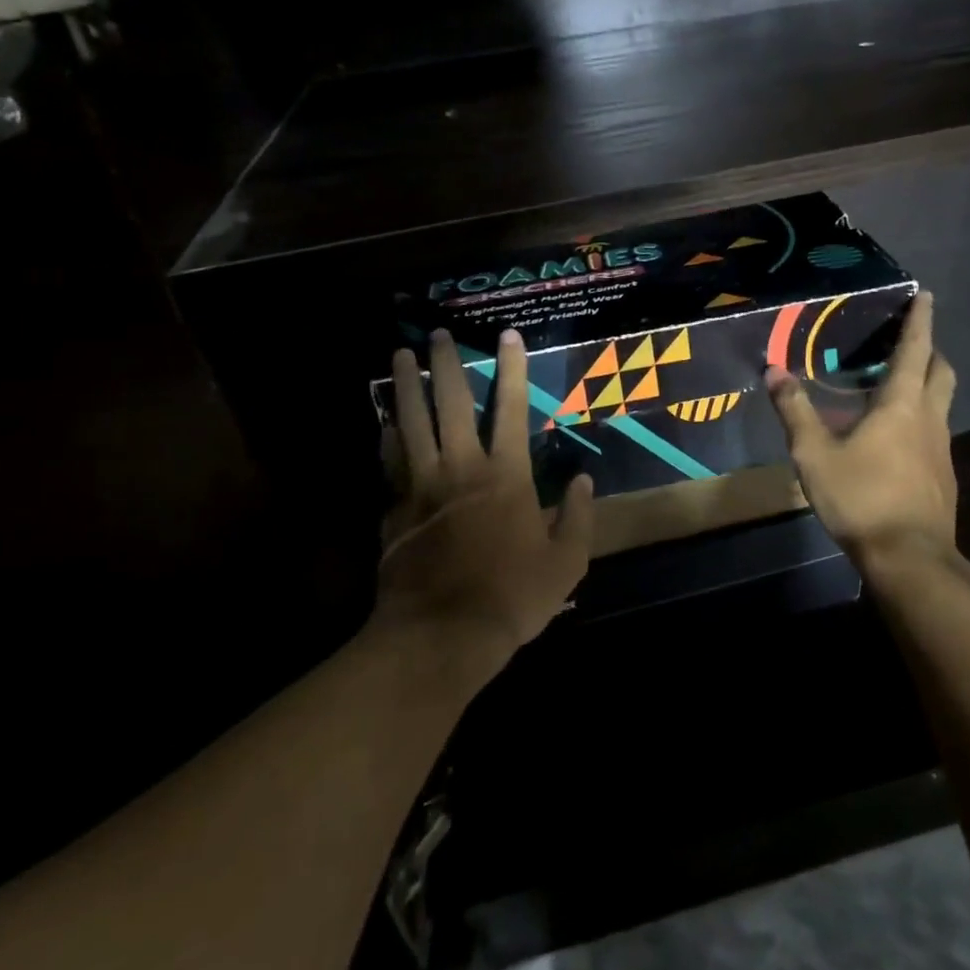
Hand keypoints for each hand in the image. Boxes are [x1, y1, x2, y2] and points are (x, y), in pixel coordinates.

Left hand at [374, 327, 592, 676]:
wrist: (442, 634)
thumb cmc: (512, 596)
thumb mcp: (566, 562)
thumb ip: (578, 517)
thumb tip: (584, 480)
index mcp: (506, 476)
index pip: (511, 409)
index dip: (512, 370)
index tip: (508, 336)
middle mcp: (461, 468)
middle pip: (449, 404)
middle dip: (444, 365)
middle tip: (437, 334)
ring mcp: (422, 486)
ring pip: (411, 424)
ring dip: (405, 387)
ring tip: (398, 356)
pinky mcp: (394, 510)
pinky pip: (390, 463)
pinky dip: (387, 437)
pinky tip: (385, 422)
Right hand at [766, 291, 958, 589]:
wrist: (910, 559)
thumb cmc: (861, 498)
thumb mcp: (814, 454)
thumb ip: (795, 411)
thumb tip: (773, 371)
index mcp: (901, 405)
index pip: (915, 350)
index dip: (920, 320)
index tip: (926, 295)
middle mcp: (929, 419)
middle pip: (940, 372)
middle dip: (929, 350)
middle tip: (907, 343)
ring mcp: (942, 450)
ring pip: (941, 403)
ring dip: (925, 385)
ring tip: (894, 387)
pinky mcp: (943, 477)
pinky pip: (935, 433)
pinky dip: (920, 420)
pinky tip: (895, 440)